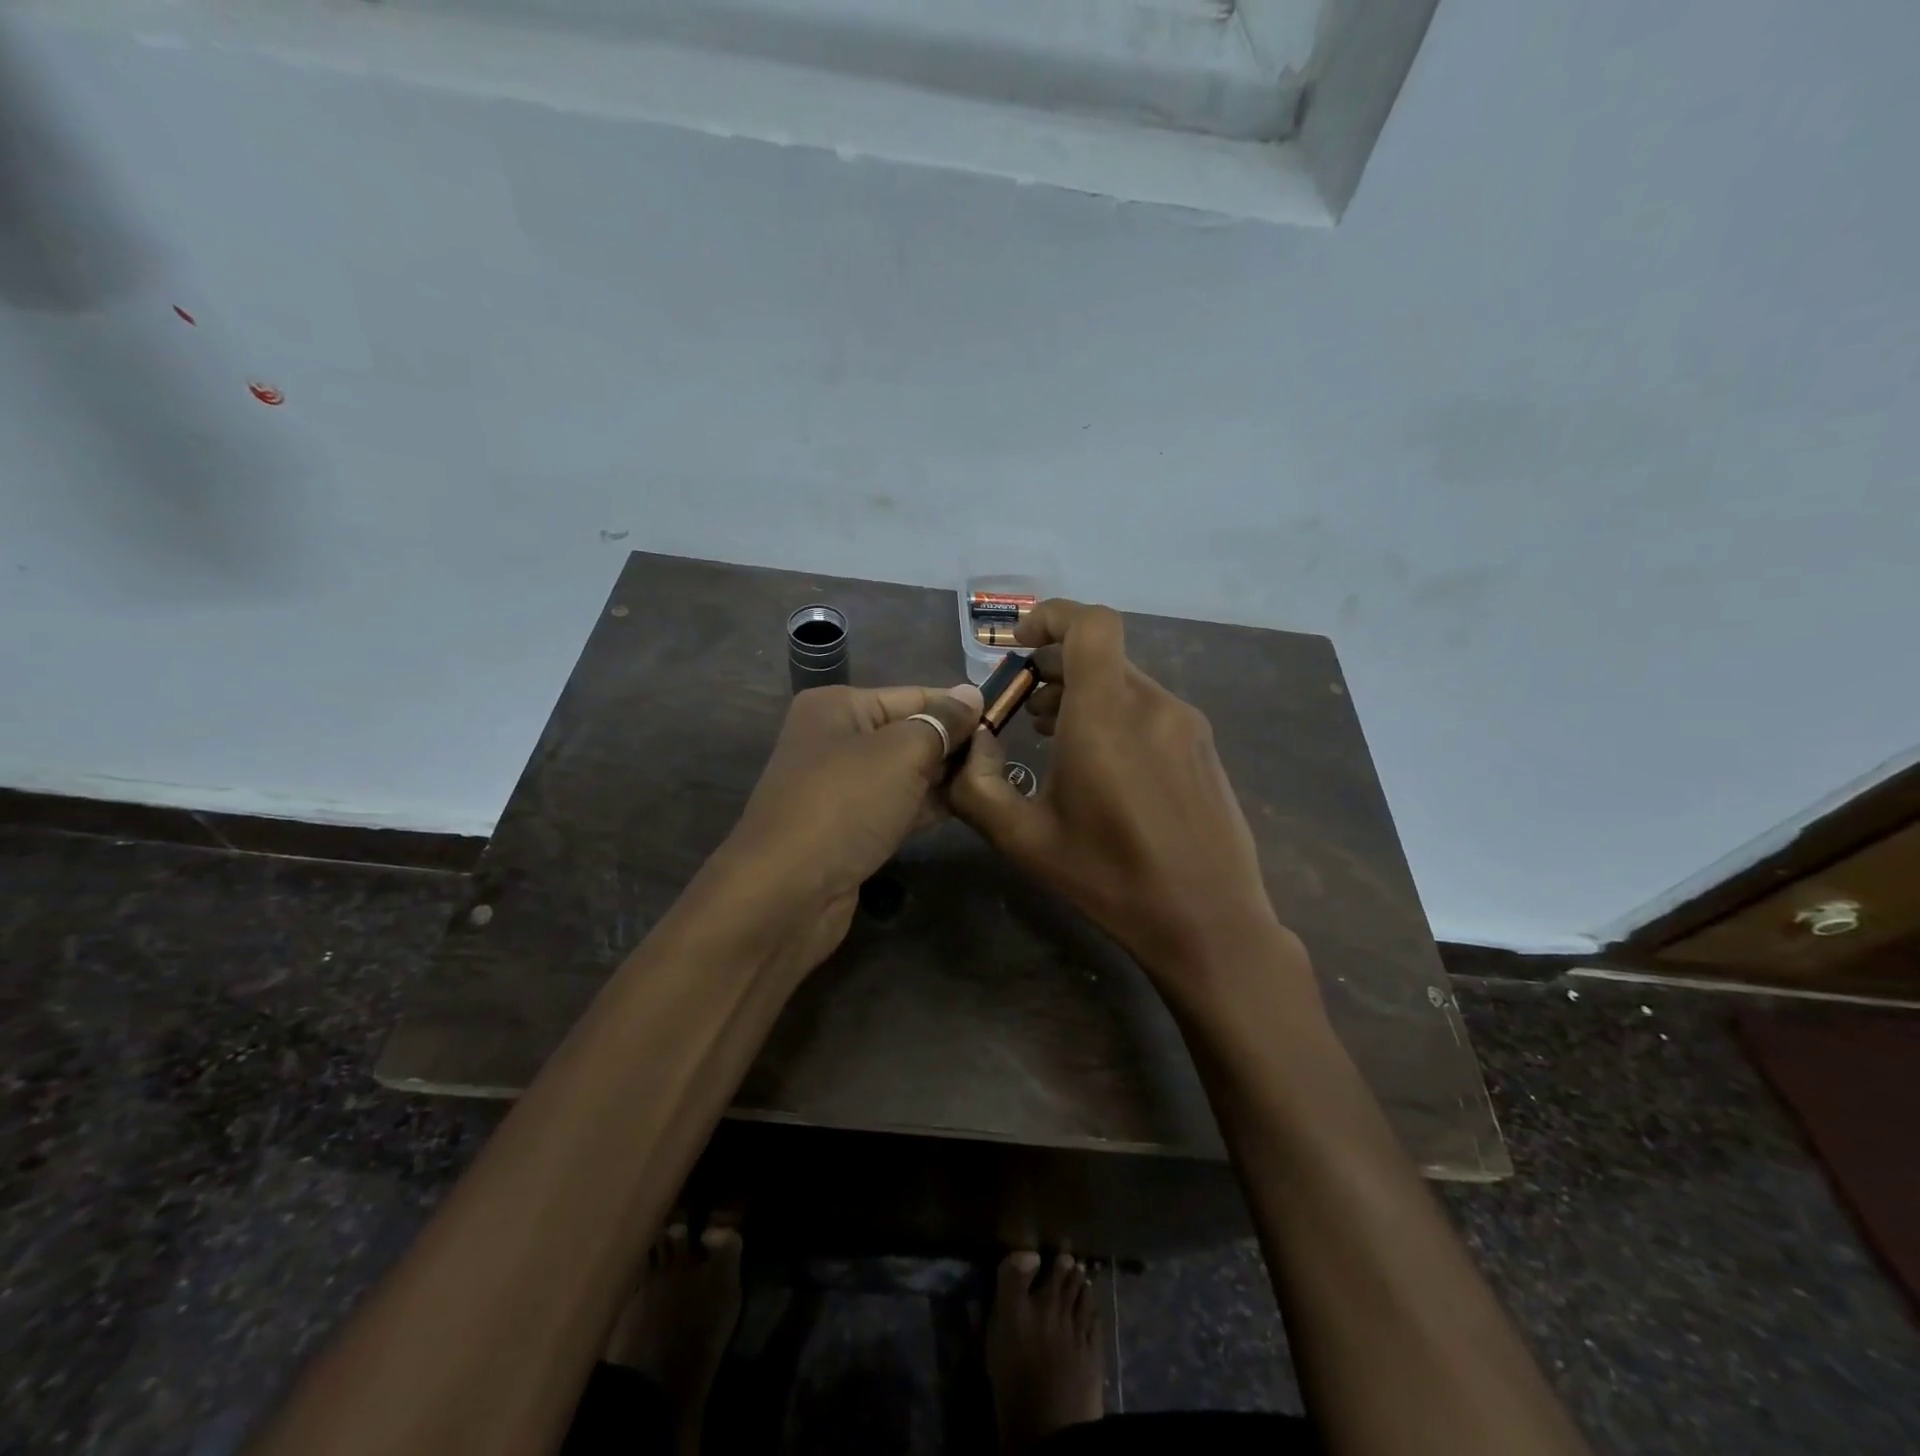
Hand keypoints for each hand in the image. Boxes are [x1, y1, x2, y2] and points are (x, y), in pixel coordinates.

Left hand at [710, 682, 982, 974]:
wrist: (786, 894)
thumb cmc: (845, 805)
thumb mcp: (901, 753)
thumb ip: (942, 722)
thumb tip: (973, 694)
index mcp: (838, 707)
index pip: (913, 695)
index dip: (959, 708)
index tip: (1005, 720)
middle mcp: (835, 740)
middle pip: (909, 733)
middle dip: (954, 744)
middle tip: (1003, 757)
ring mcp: (840, 788)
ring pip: (905, 773)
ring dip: (944, 777)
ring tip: (993, 781)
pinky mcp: (849, 829)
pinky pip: (896, 806)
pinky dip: (927, 806)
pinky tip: (965, 808)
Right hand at [950, 601, 1302, 1009]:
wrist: (1209, 922)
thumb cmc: (1110, 879)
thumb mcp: (1024, 840)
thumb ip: (978, 785)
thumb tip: (971, 743)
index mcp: (1107, 715)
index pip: (1090, 624)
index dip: (1051, 616)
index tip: (1018, 645)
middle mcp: (1153, 704)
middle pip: (1101, 653)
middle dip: (1053, 666)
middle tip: (1021, 706)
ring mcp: (1186, 724)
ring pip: (1125, 682)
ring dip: (1082, 693)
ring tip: (1050, 734)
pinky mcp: (1203, 748)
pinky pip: (1150, 709)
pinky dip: (1115, 714)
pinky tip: (1100, 763)